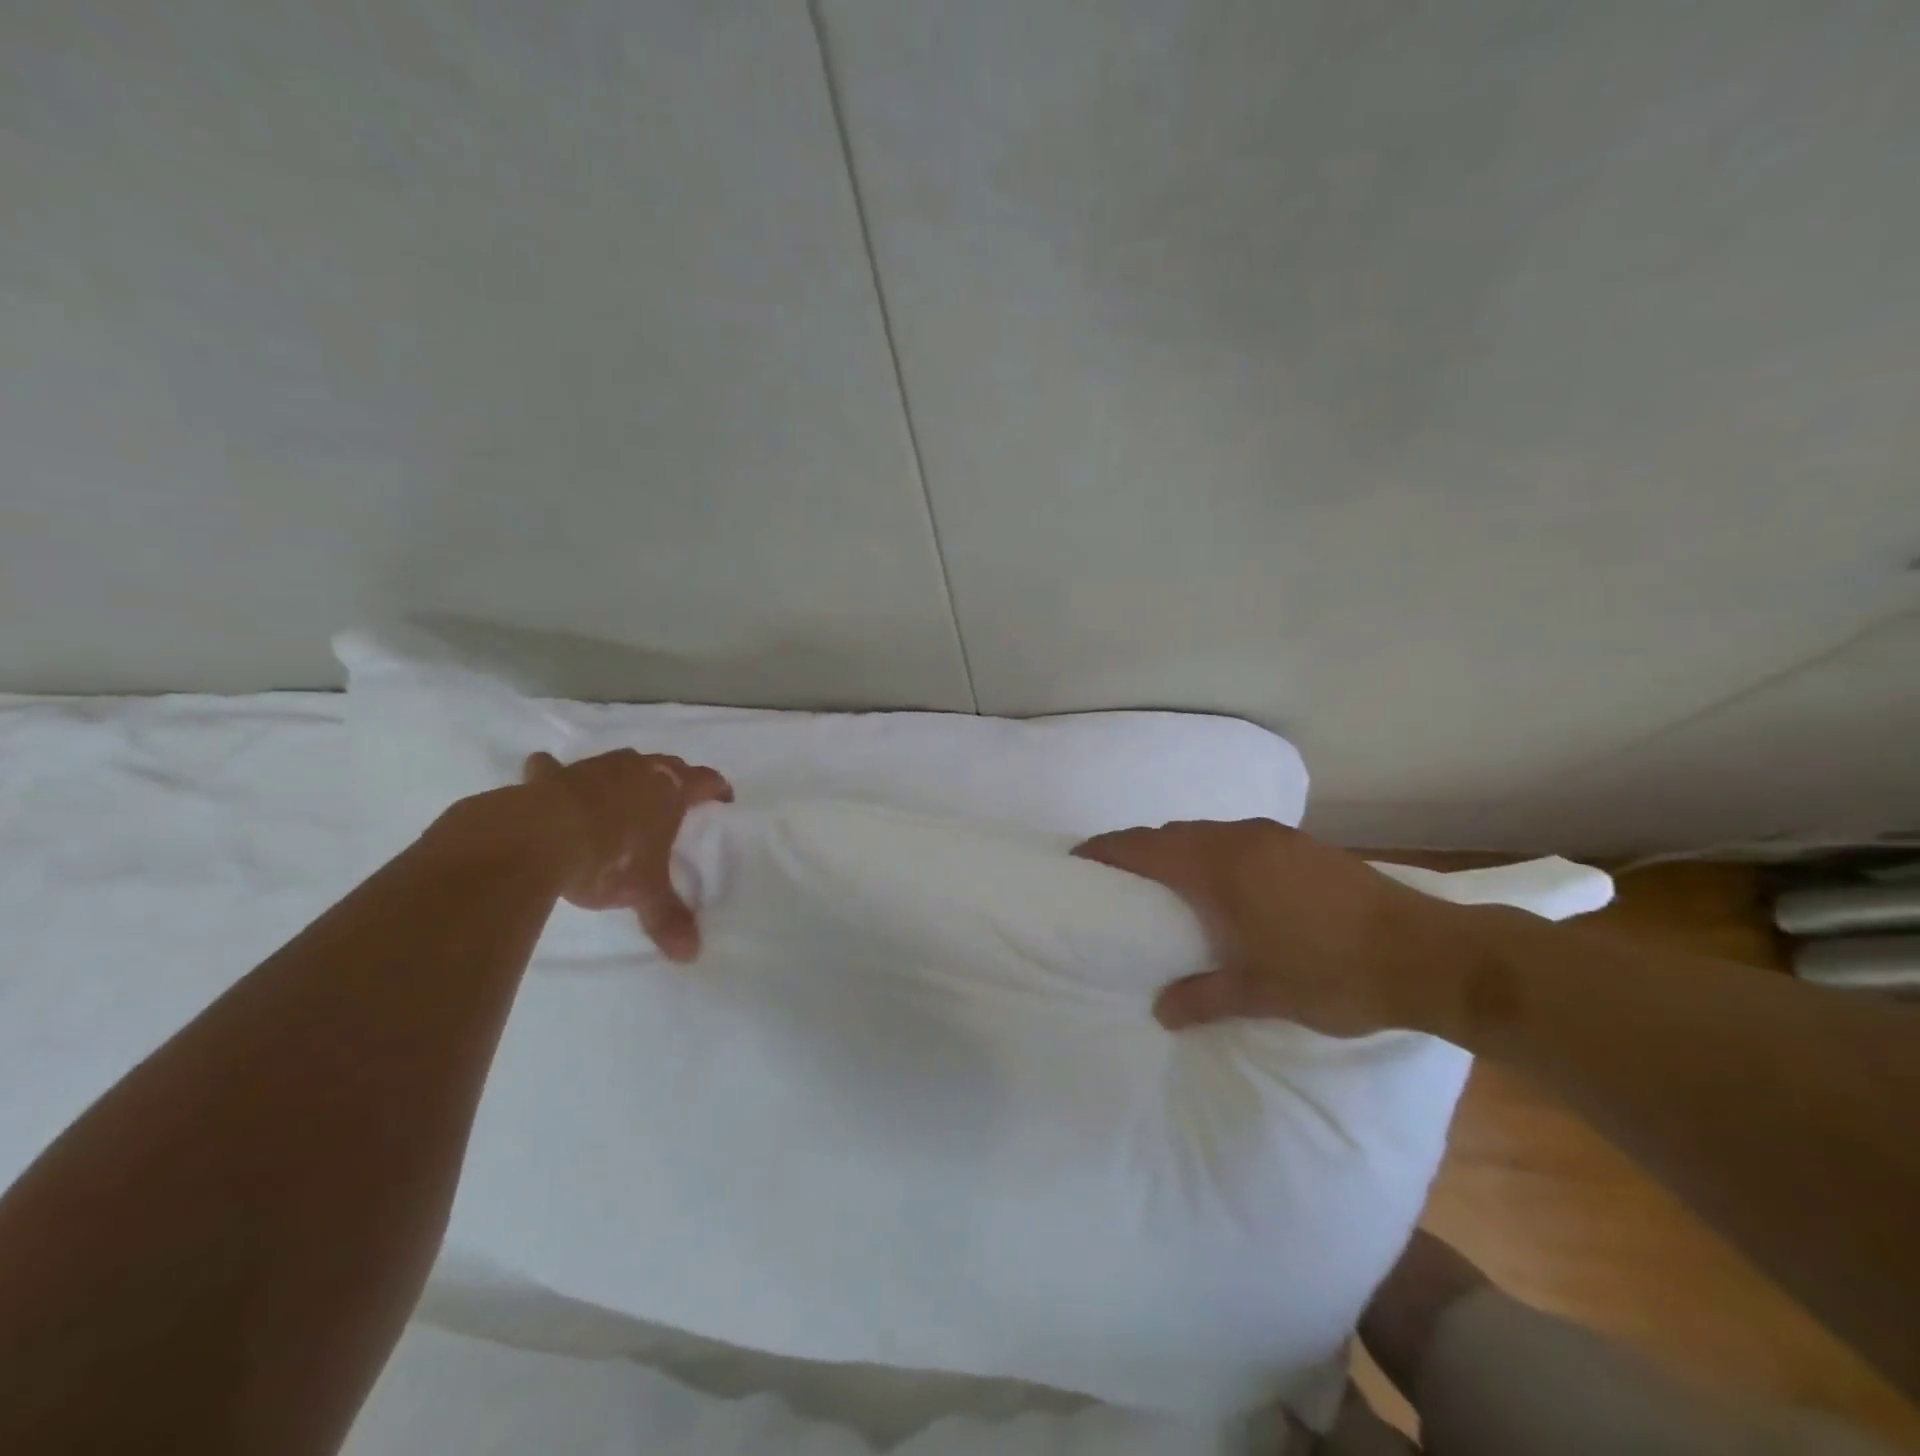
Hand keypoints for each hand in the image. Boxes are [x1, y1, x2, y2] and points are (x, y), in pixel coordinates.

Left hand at [521, 749, 733, 960]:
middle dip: (674, 779)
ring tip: (622, 794)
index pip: (705, 781)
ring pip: (619, 762)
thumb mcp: (644, 892)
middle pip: (667, 765)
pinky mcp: (552, 777)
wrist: (539, 838)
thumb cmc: (610, 858)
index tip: (723, 799)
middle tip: (675, 801)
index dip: (717, 789)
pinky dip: (553, 773)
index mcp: (670, 790)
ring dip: (624, 775)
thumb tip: (691, 955)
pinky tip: (546, 777)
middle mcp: (638, 770)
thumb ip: (668, 918)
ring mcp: (594, 768)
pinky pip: (554, 769)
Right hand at [1073, 819, 1469, 1035]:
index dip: (1109, 849)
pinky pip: (1238, 838)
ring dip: (1180, 850)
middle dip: (1141, 850)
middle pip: (1173, 834)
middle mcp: (1242, 839)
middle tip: (1118, 879)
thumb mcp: (1261, 993)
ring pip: (1208, 833)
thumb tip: (1161, 1010)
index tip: (1080, 858)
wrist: (1429, 954)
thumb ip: (1203, 997)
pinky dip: (1214, 853)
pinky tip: (1226, 885)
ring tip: (1167, 884)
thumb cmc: (1333, 973)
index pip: (1147, 848)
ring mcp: (1276, 837)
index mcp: (1221, 868)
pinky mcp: (1303, 845)